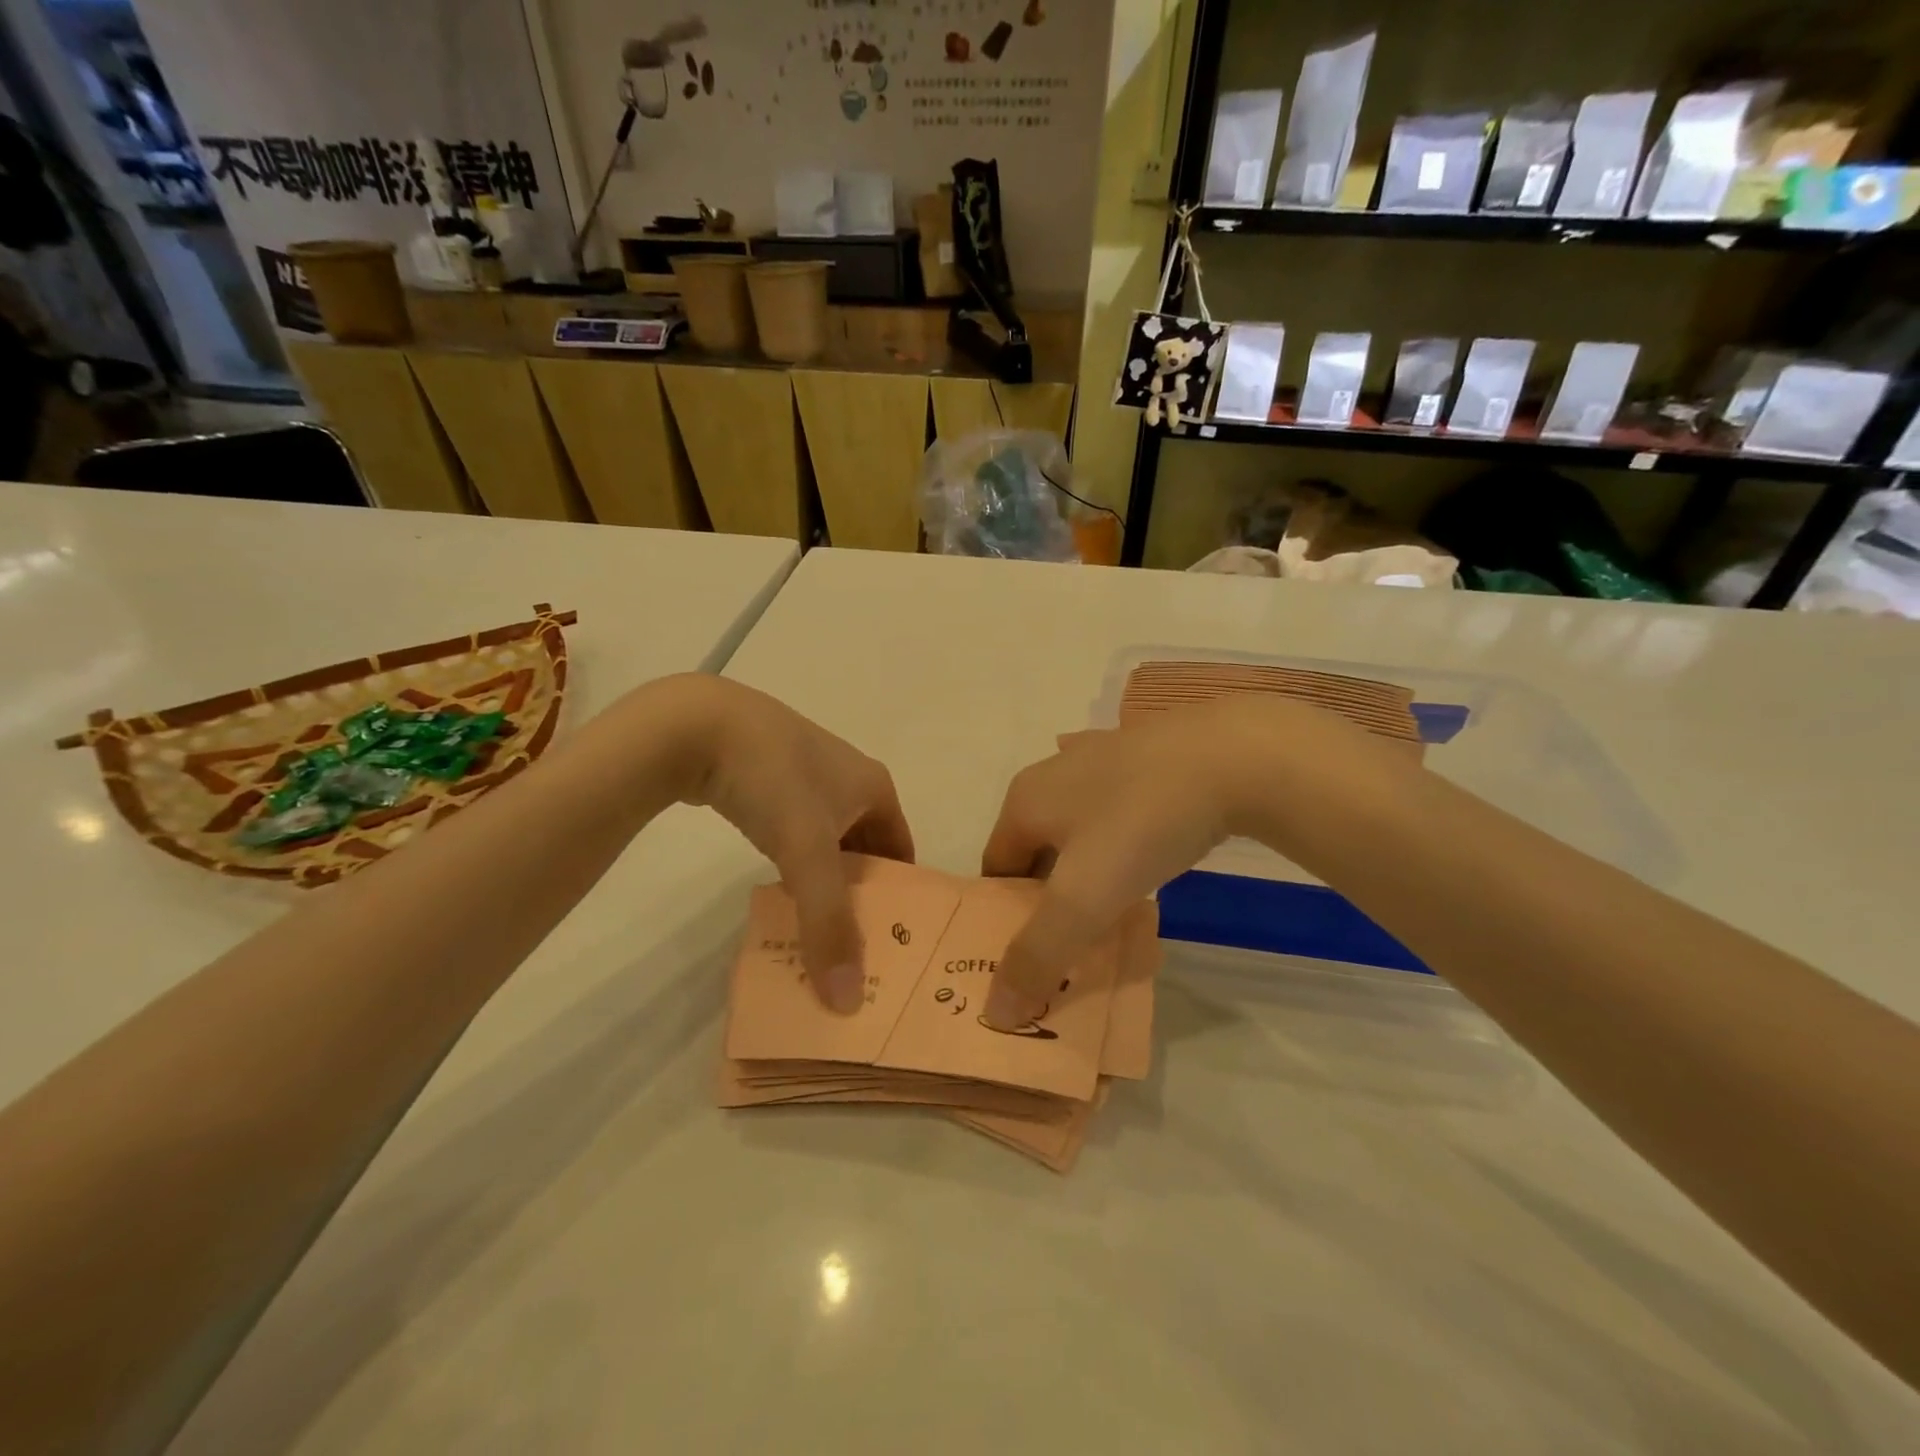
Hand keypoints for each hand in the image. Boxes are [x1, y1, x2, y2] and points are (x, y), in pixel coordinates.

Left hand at [658, 676, 913, 1012]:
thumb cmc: (773, 781)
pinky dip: (795, 862)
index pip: (902, 851)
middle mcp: (849, 778)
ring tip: (815, 926)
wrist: (699, 724)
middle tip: (852, 945)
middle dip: (860, 894)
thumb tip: (847, 1001)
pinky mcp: (768, 777)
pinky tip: (777, 887)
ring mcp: (807, 774)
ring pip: (829, 840)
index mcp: (875, 786)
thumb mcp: (806, 853)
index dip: (899, 895)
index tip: (890, 940)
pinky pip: (796, 830)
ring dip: (825, 880)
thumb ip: (828, 924)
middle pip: (867, 848)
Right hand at [979, 697, 1403, 1027]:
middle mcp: (1053, 773)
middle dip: (1049, 894)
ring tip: (1117, 906)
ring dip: (1087, 867)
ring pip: (1078, 828)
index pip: (995, 869)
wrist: (1233, 756)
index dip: (1006, 916)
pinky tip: (1149, 854)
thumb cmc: (1141, 823)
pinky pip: (1117, 808)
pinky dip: (1121, 839)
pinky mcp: (1144, 755)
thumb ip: (1037, 956)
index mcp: (1024, 801)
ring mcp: (1100, 757)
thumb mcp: (1083, 899)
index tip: (1034, 954)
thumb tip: (995, 1012)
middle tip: (1077, 939)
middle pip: (1035, 848)